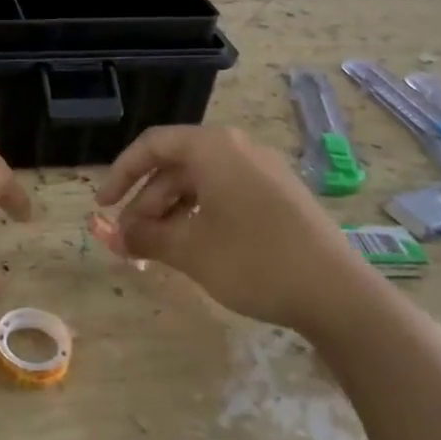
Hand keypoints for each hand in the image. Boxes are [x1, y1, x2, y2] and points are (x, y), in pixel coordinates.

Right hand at [93, 125, 367, 332]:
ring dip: (171, 212)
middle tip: (128, 239)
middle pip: (176, 166)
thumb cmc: (254, 262)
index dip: (121, 173)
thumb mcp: (190, 251)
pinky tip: (193, 246)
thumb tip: (112, 236)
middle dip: (145, 202)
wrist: (338, 294)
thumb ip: (145, 237)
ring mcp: (263, 171)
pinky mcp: (279, 195)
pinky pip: (225, 193)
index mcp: (213, 148)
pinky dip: (199, 215)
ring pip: (200, 182)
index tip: (102, 205)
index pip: (152, 146)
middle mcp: (238, 149)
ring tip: (156, 248)